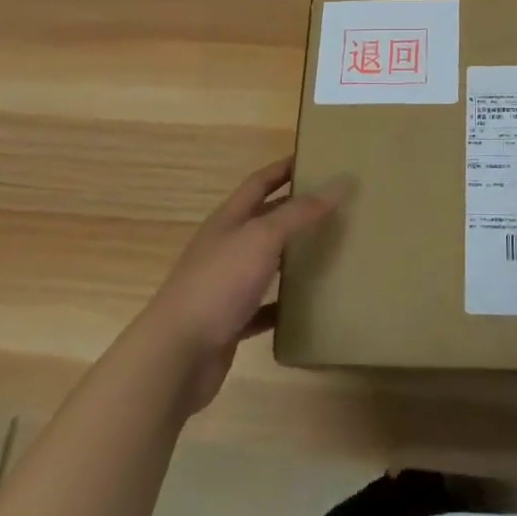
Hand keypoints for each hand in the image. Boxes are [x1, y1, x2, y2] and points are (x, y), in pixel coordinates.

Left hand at [135, 157, 346, 413]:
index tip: (314, 159)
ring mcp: (225, 286)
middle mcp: (225, 247)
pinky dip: (283, 304)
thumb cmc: (219, 283)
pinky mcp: (229, 323)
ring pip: (265, 263)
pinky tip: (307, 306)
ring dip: (292, 256)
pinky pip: (263, 307)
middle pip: (263, 220)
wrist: (176, 356)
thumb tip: (340, 183)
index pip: (259, 182)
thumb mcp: (262, 238)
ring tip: (329, 250)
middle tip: (333, 206)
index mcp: (229, 219)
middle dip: (294, 210)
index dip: (284, 168)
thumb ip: (300, 212)